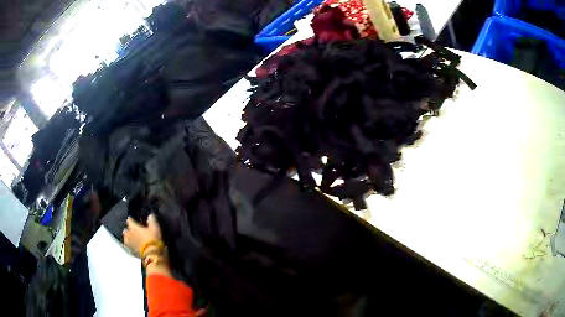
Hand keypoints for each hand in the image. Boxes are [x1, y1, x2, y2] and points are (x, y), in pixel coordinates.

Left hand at [123, 214, 161, 256]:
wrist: (152, 255)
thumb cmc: (153, 239)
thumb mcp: (155, 227)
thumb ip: (151, 220)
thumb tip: (150, 215)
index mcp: (133, 227)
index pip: (129, 220)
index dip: (131, 220)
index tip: (133, 220)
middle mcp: (129, 234)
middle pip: (125, 230)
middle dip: (128, 230)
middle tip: (132, 231)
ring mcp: (129, 244)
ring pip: (125, 239)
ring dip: (128, 239)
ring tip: (132, 239)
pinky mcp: (132, 252)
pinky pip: (129, 248)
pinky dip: (130, 247)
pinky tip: (133, 248)